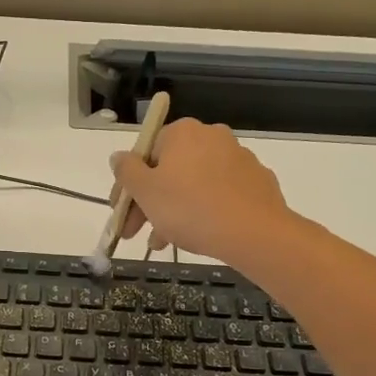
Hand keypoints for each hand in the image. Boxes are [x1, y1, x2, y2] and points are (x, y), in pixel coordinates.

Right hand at [113, 118, 293, 264]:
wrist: (254, 232)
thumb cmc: (189, 208)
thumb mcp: (146, 191)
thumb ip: (126, 170)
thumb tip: (119, 157)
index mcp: (182, 132)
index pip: (144, 153)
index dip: (127, 186)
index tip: (120, 212)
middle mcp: (211, 136)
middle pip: (169, 170)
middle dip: (150, 202)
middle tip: (137, 233)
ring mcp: (238, 158)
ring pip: (193, 185)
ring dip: (173, 211)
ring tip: (163, 243)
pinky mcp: (256, 181)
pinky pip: (218, 194)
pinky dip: (203, 211)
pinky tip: (196, 235)